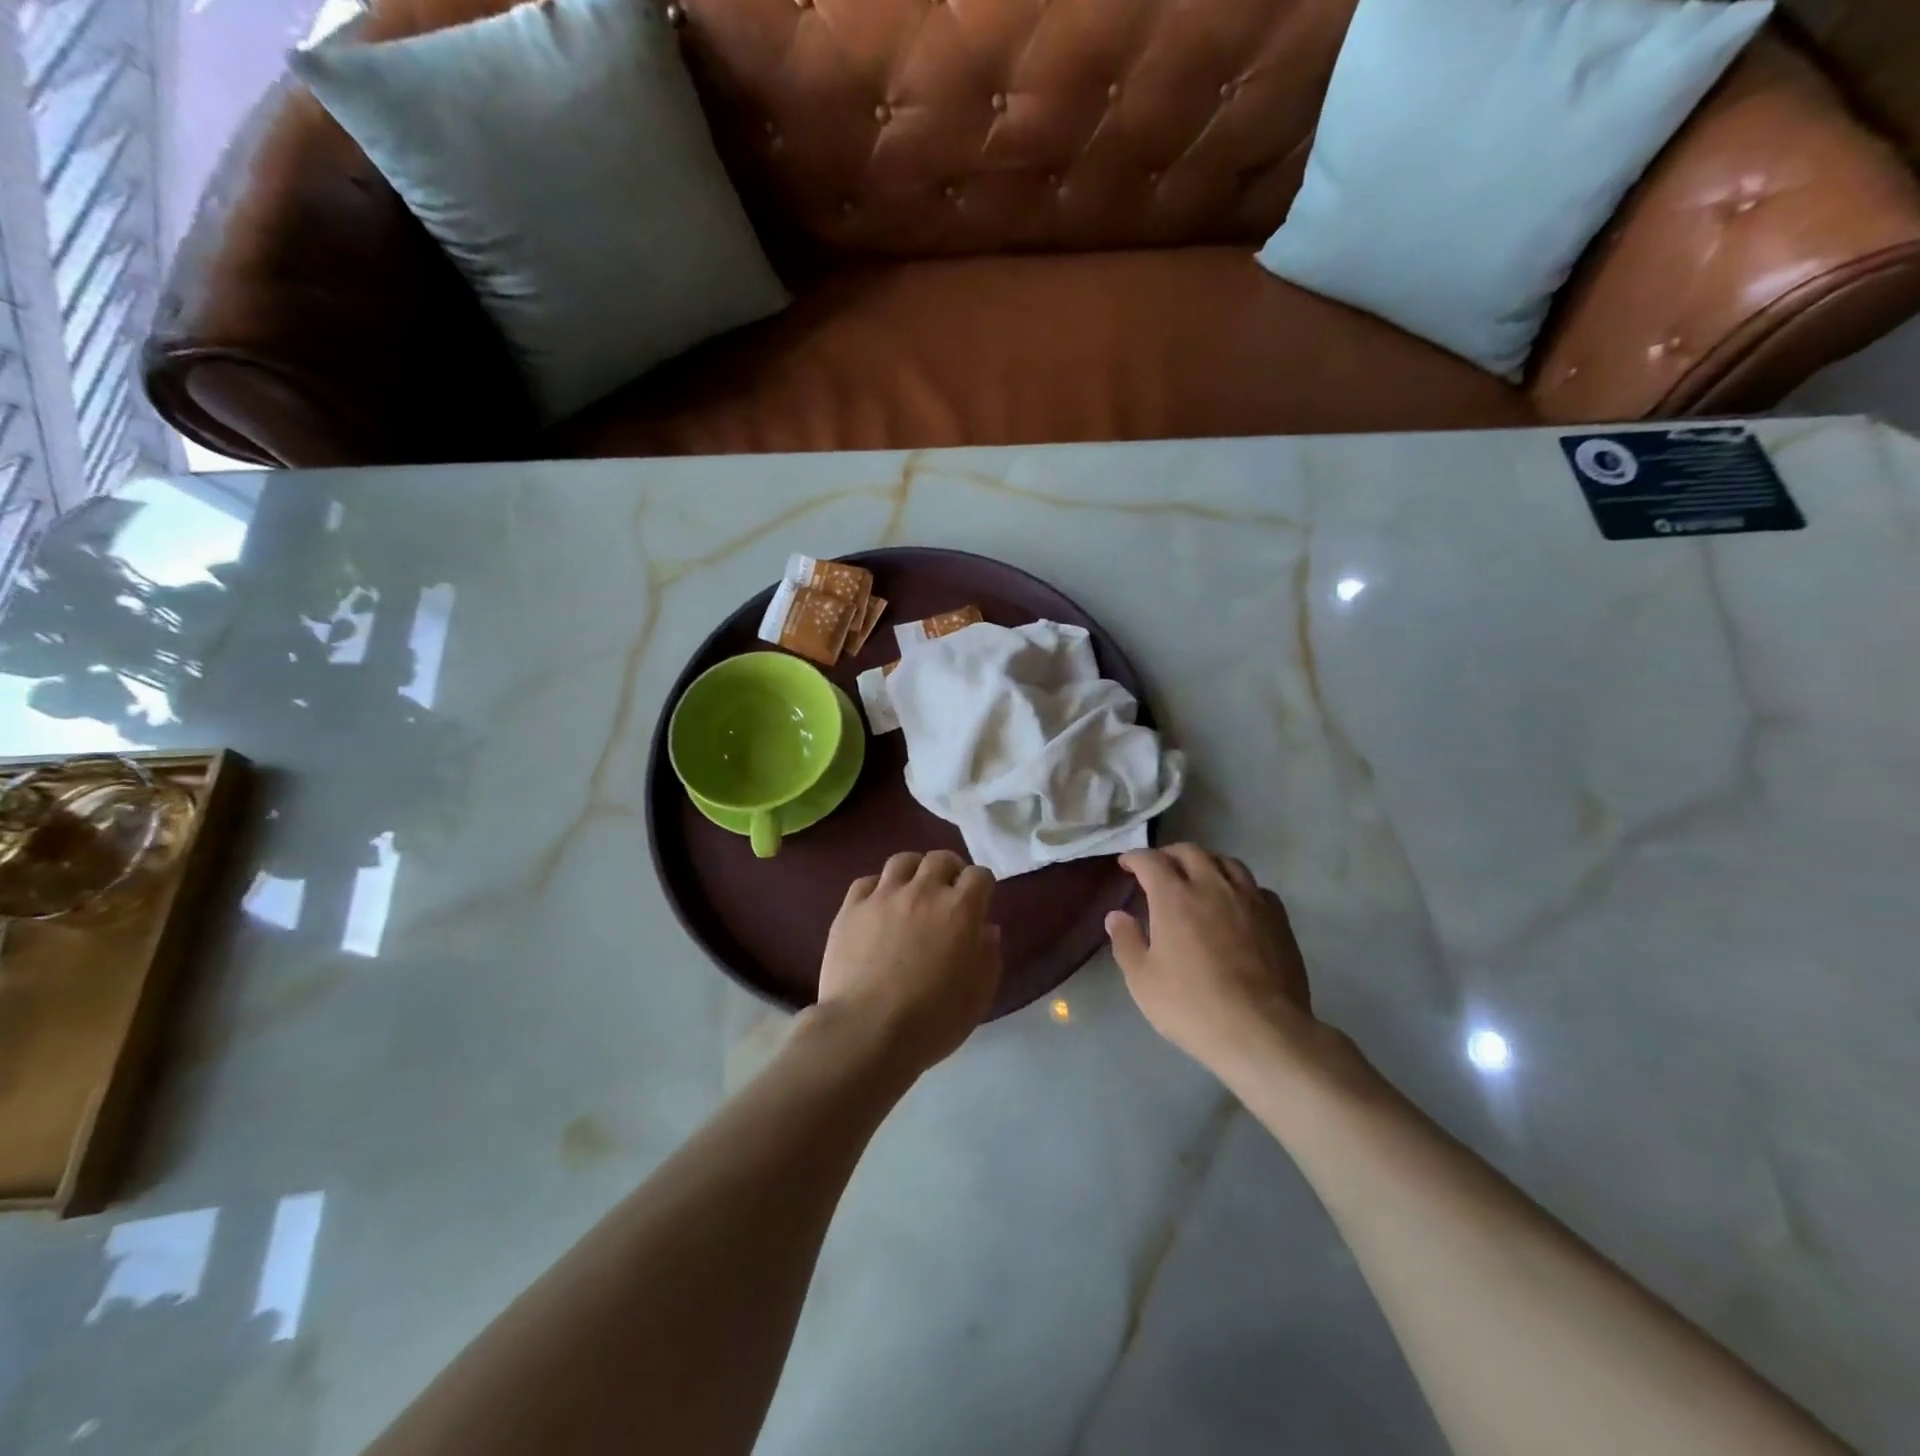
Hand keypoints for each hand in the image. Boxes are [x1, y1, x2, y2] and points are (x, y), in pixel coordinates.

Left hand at [818, 850, 1002, 1074]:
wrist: (867, 1030)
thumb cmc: (933, 1019)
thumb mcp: (979, 994)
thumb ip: (988, 955)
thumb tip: (986, 929)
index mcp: (960, 910)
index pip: (979, 876)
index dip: (982, 887)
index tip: (979, 903)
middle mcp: (923, 891)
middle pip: (940, 859)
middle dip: (950, 870)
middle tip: (948, 892)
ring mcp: (883, 896)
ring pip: (902, 861)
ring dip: (914, 871)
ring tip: (913, 891)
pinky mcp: (851, 909)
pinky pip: (866, 882)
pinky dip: (878, 888)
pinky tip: (878, 906)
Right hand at [1106, 845, 1320, 1073]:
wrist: (1261, 1031)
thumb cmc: (1192, 1005)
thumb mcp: (1142, 980)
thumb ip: (1126, 942)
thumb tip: (1116, 916)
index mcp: (1174, 896)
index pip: (1150, 860)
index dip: (1135, 858)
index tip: (1126, 864)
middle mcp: (1212, 886)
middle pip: (1190, 852)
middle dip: (1169, 855)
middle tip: (1159, 869)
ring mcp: (1249, 899)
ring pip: (1226, 862)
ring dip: (1206, 863)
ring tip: (1198, 877)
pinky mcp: (1278, 918)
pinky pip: (1255, 887)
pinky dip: (1238, 886)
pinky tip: (1236, 903)